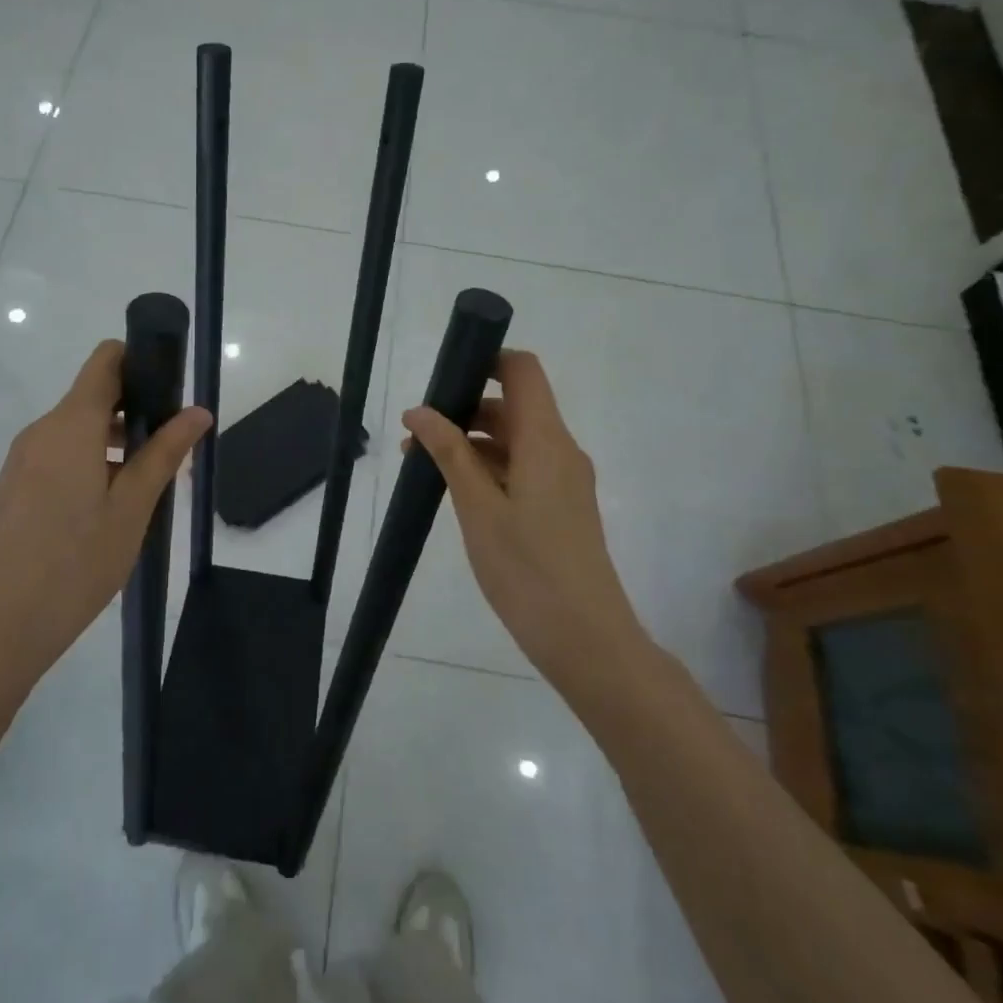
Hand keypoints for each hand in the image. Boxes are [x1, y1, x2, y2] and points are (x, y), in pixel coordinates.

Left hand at [0, 341, 210, 700]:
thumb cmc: (75, 564)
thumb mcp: (132, 508)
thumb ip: (164, 453)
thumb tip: (198, 411)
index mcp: (71, 425)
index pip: (105, 360)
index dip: (140, 360)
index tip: (171, 389)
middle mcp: (41, 431)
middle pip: (92, 396)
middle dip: (134, 411)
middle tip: (169, 451)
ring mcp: (20, 461)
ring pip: (75, 430)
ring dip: (112, 443)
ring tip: (144, 488)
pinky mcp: (11, 488)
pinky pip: (56, 456)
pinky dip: (87, 464)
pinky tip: (104, 512)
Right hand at [403, 350, 646, 689]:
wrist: (586, 640)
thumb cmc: (527, 569)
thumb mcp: (478, 507)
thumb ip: (449, 452)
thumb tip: (419, 411)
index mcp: (546, 440)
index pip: (523, 371)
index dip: (486, 361)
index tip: (443, 378)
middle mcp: (561, 450)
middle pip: (514, 405)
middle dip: (464, 408)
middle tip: (416, 434)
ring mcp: (564, 480)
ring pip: (515, 439)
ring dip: (471, 442)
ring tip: (422, 465)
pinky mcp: (560, 506)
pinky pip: (522, 468)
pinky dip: (488, 468)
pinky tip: (455, 490)